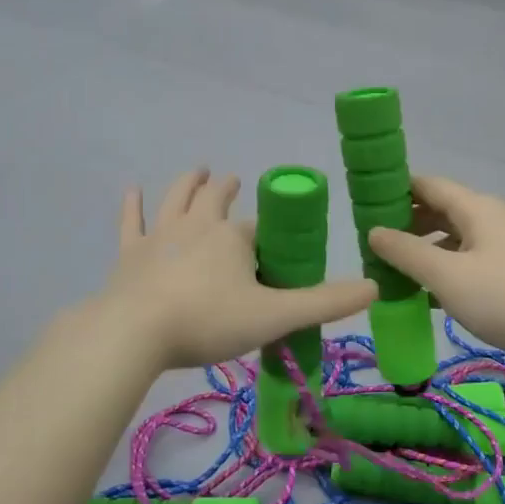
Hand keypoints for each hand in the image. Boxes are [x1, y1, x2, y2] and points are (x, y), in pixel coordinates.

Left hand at [105, 170, 376, 370]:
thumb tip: (375, 287)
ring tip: (199, 170)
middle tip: (234, 180)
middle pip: (215, 199)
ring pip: (177, 199)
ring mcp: (159, 237)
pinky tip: (132, 190)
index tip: (275, 245)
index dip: (269, 234)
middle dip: (227, 189)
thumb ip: (325, 303)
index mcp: (233, 238)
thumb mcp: (275, 315)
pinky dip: (133, 205)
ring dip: (190, 183)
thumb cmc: (208, 321)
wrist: (135, 333)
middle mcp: (197, 226)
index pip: (260, 229)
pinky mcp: (129, 254)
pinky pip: (132, 222)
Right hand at [367, 175, 504, 380]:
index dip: (395, 190)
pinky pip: (464, 265)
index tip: (363, 205)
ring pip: (451, 241)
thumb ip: (406, 251)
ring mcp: (500, 250)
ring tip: (388, 271)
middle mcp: (488, 221)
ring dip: (421, 252)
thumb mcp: (446, 274)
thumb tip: (374, 232)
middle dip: (405, 224)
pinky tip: (422, 295)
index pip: (427, 185)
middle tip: (370, 244)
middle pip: (439, 211)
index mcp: (475, 208)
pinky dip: (441, 273)